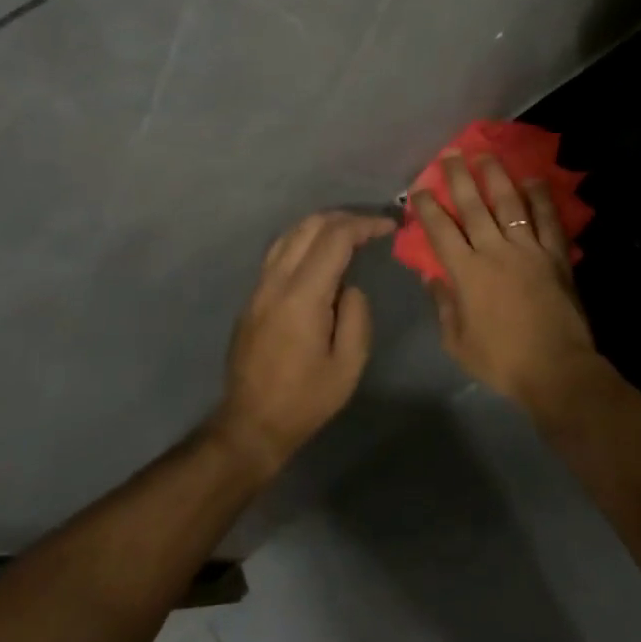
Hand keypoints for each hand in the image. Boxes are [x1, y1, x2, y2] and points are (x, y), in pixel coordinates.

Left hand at [212, 210, 395, 477]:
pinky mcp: (252, 297)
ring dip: (322, 225)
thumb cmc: (305, 399)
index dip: (365, 225)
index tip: (389, 227)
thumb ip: (356, 316)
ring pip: (290, 234)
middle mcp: (276, 282)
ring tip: (350, 233)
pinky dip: (304, 240)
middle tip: (373, 226)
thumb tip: (350, 287)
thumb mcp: (348, 364)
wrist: (251, 424)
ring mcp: (259, 287)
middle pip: (309, 226)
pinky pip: (279, 252)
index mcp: (303, 296)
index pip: (335, 239)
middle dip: (345, 218)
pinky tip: (320, 253)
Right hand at [411, 152, 607, 417]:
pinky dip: (541, 198)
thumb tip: (431, 276)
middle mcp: (495, 251)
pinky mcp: (555, 255)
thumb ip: (443, 306)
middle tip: (449, 154)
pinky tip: (534, 179)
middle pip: (473, 207)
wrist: (556, 368)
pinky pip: (547, 220)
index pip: (441, 231)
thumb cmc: (501, 360)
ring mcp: (528, 250)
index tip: (419, 189)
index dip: (427, 207)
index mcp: (467, 273)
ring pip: (509, 204)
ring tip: (485, 155)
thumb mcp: (457, 343)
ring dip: (496, 177)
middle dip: (458, 178)